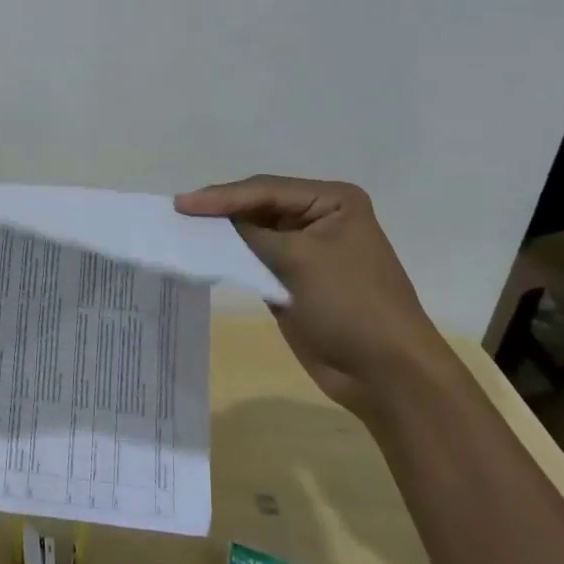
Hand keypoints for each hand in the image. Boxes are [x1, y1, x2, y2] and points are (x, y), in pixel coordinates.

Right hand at [176, 176, 445, 418]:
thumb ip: (250, 234)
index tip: (181, 205)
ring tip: (182, 229)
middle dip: (220, 210)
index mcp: (333, 201)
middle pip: (258, 206)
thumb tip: (208, 220)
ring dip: (222, 233)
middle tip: (178, 213)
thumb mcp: (299, 259)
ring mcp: (306, 249)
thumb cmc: (350, 304)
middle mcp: (319, 217)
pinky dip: (230, 257)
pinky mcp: (293, 279)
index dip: (221, 197)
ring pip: (253, 232)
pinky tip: (204, 254)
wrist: (386, 373)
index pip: (266, 189)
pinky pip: (255, 259)